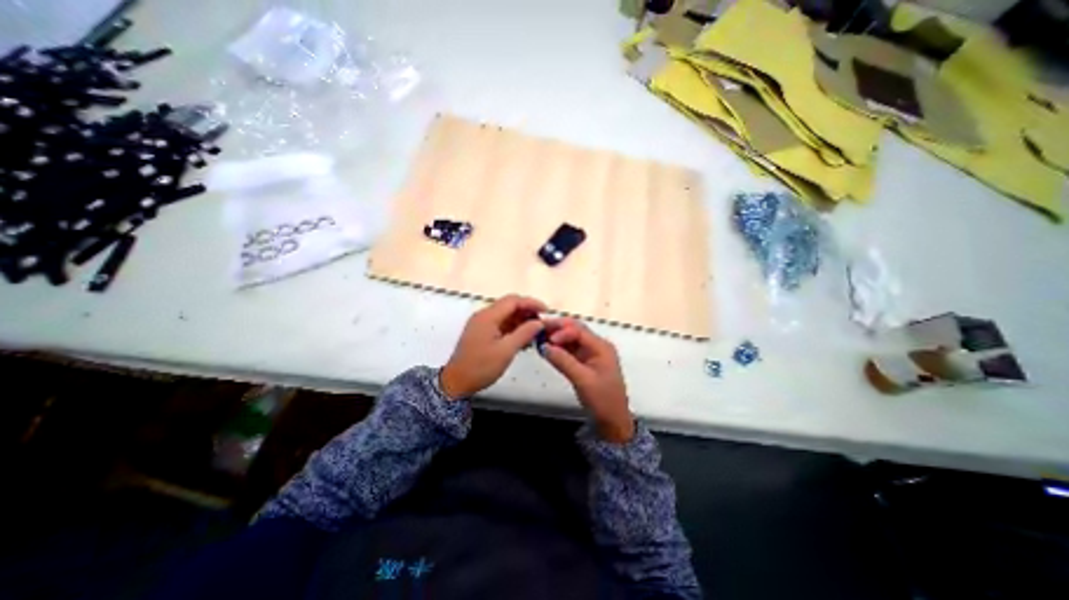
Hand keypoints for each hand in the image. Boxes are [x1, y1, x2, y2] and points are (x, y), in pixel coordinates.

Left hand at [439, 294, 544, 396]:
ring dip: (521, 320)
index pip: (513, 301)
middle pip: (509, 305)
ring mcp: (482, 324)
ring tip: (536, 331)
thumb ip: (524, 333)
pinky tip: (524, 337)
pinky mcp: (482, 332)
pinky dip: (513, 328)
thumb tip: (539, 323)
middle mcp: (484, 315)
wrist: (457, 382)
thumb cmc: (481, 367)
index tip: (546, 311)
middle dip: (527, 311)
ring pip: (506, 315)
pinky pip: (501, 324)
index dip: (531, 303)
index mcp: (488, 316)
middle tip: (543, 322)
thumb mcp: (506, 351)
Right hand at [539, 318, 627, 440]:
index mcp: (601, 347)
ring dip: (556, 337)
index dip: (562, 331)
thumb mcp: (583, 380)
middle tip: (538, 329)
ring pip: (571, 338)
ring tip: (539, 337)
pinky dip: (558, 348)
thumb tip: (544, 347)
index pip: (579, 330)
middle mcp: (596, 346)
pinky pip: (570, 349)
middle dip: (557, 328)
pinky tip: (546, 348)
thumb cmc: (602, 400)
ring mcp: (590, 354)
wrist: (613, 421)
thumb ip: (563, 361)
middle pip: (575, 330)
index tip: (546, 339)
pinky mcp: (584, 362)